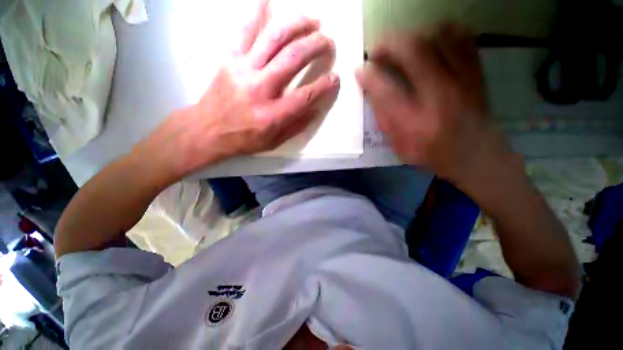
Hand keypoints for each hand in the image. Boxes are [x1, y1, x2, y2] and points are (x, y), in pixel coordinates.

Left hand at [140, 0, 339, 177]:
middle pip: (294, 58)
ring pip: (274, 37)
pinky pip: (244, 30)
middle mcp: (260, 88)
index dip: (324, 85)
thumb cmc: (244, 139)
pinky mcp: (230, 59)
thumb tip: (315, 109)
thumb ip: (296, 126)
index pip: (306, 96)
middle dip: (317, 46)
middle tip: (329, 42)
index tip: (335, 77)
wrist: (208, 130)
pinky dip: (256, 11)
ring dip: (298, 24)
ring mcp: (243, 69)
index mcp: (272, 115)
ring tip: (313, 21)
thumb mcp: (274, 142)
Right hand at [356, 24, 513, 186]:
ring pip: (437, 37)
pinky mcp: (475, 73)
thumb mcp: (398, 145)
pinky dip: (442, 32)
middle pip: (412, 52)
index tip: (359, 70)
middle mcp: (436, 96)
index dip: (368, 75)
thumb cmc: (430, 153)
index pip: (385, 90)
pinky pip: (461, 38)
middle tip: (377, 50)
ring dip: (412, 36)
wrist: (474, 154)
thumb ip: (384, 119)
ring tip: (401, 46)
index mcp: (413, 122)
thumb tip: (372, 92)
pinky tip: (430, 41)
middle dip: (388, 44)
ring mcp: (460, 80)